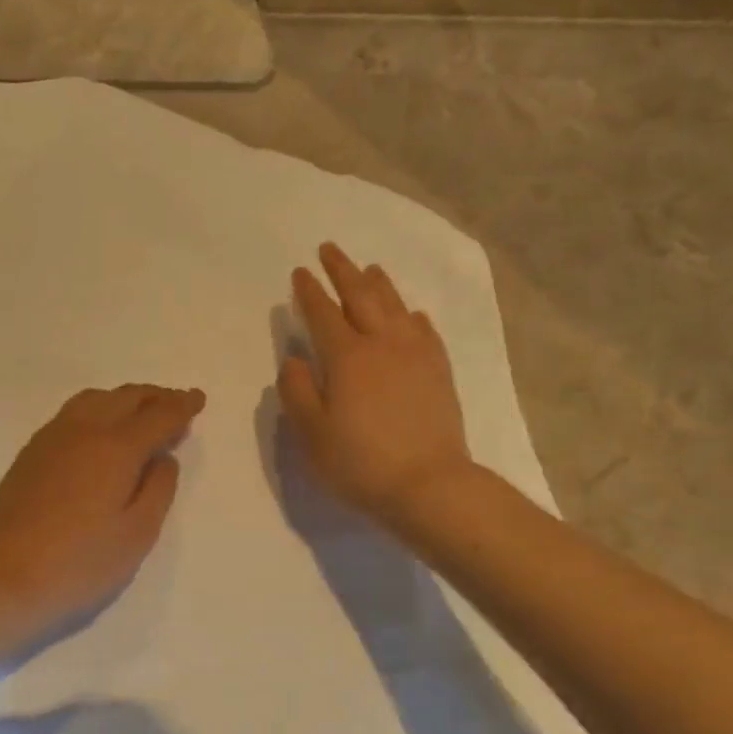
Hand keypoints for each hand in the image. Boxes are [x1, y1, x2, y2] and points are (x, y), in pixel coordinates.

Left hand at [0, 385, 204, 658]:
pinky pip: (72, 414)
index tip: (198, 399)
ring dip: (124, 399)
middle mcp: (83, 431)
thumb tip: (162, 457)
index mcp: (115, 448)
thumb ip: (158, 489)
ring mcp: (51, 439)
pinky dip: (98, 410)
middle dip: (155, 397)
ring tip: (141, 413)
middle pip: (125, 398)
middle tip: (176, 403)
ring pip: (95, 399)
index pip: (158, 415)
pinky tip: (100, 431)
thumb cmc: (80, 565)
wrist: (2, 581)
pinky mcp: (30, 454)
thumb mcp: (137, 534)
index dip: (182, 406)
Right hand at [278, 243, 470, 523]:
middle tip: (329, 249)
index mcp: (346, 357)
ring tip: (369, 269)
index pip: (322, 312)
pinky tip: (411, 314)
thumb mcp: (312, 433)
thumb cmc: (360, 463)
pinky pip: (424, 330)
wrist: (428, 484)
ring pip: (395, 306)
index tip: (300, 272)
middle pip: (361, 295)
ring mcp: (416, 354)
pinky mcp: (439, 370)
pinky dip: (412, 315)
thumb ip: (297, 391)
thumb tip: (293, 360)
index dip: (309, 291)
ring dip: (378, 284)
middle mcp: (382, 343)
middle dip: (342, 270)